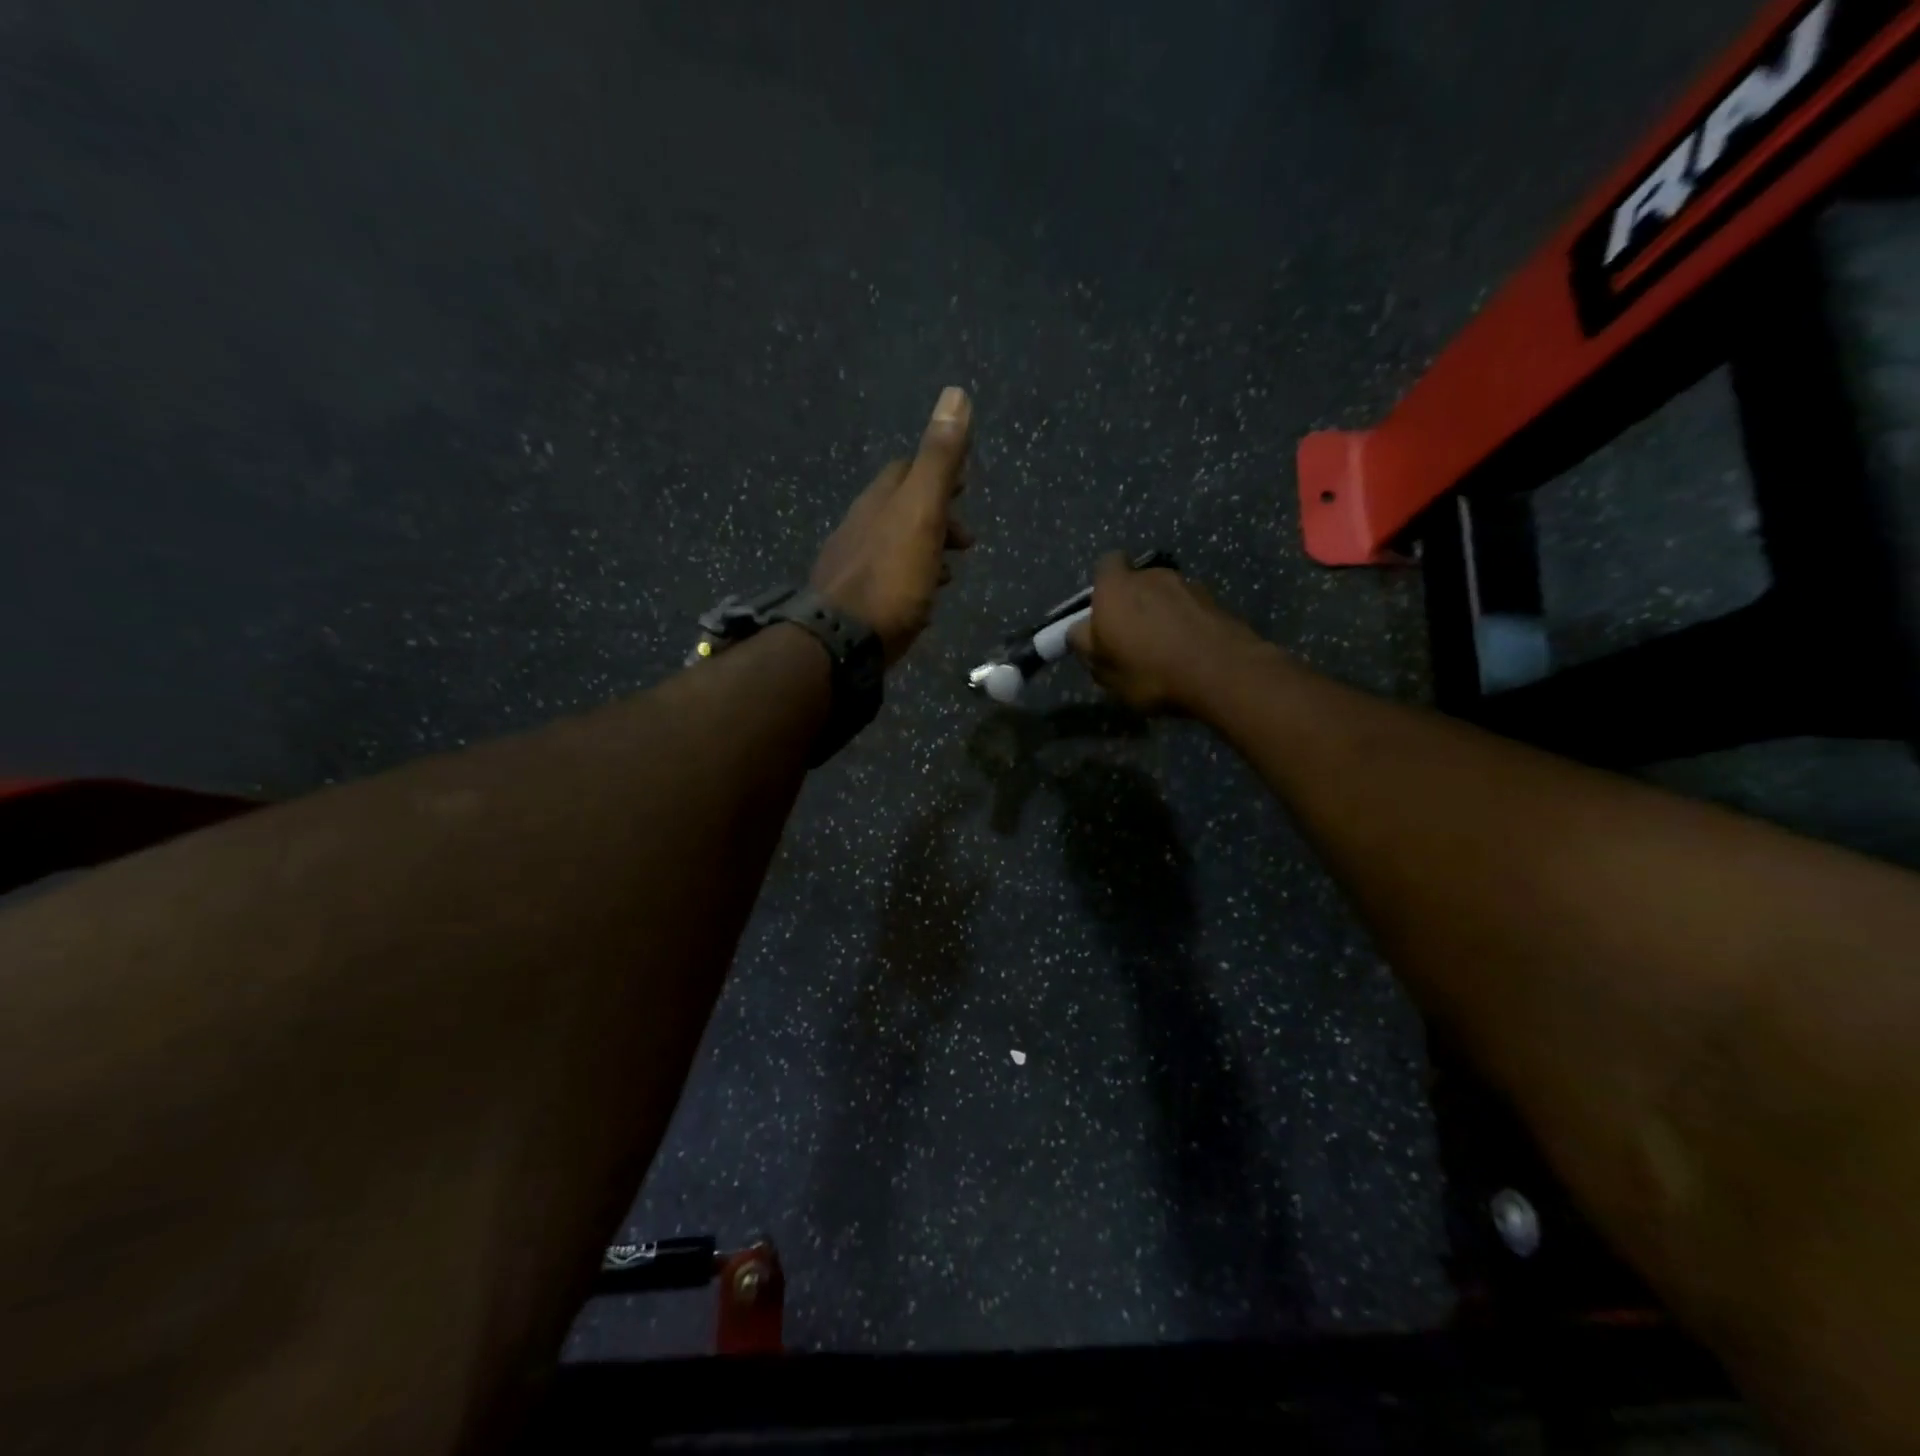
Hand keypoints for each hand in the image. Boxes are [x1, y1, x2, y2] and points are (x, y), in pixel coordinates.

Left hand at [812, 387, 974, 665]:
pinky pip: (888, 579)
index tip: (965, 485)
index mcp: (879, 501)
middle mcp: (860, 526)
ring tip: (951, 570)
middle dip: (936, 516)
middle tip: (967, 539)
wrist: (843, 640)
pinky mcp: (854, 601)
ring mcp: (853, 564)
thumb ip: (939, 460)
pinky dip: (912, 579)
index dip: (938, 471)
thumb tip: (956, 393)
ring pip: (895, 546)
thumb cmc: (890, 576)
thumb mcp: (921, 513)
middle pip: (901, 509)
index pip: (907, 470)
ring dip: (926, 550)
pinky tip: (923, 599)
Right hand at [1068, 552, 1266, 713]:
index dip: (1103, 586)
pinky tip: (1189, 653)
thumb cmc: (1149, 671)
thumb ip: (1085, 645)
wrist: (1222, 673)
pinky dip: (1186, 624)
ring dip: (1162, 614)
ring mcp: (1188, 585)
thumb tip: (1081, 630)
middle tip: (1132, 639)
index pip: (1105, 565)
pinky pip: (1191, 610)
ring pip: (1166, 596)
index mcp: (1116, 588)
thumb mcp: (1103, 670)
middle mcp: (1151, 576)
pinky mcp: (1216, 601)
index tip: (1103, 613)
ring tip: (1165, 650)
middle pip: (1137, 581)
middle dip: (1133, 604)